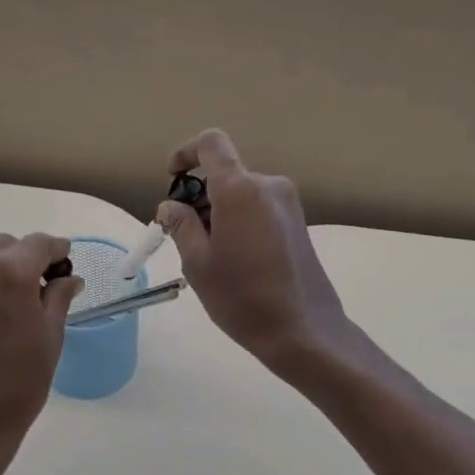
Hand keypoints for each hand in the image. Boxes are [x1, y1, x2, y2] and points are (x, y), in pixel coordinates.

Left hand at [0, 233, 82, 464]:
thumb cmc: (15, 384)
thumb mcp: (49, 338)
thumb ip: (58, 297)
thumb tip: (68, 278)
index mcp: (5, 271)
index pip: (39, 244)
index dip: (57, 251)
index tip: (67, 264)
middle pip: (6, 247)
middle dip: (26, 261)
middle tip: (42, 291)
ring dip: (0, 272)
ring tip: (14, 306)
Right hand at [159, 130, 351, 374]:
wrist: (303, 330)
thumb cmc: (242, 298)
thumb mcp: (198, 264)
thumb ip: (181, 226)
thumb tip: (170, 207)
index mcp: (240, 190)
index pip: (212, 144)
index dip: (187, 152)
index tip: (172, 176)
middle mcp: (268, 186)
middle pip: (226, 175)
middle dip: (200, 198)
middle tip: (185, 239)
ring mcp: (288, 204)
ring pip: (242, 194)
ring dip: (220, 213)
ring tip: (212, 258)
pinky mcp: (298, 222)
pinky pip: (259, 208)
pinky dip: (240, 221)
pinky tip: (237, 261)